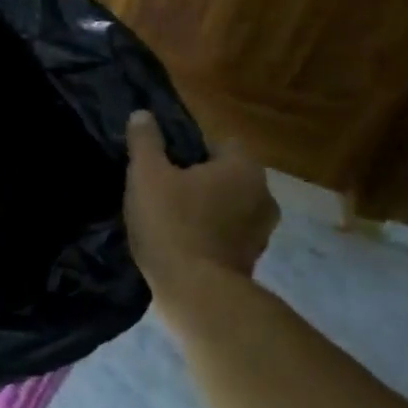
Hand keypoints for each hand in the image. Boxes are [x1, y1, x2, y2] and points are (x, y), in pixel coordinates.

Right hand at [124, 111, 277, 286]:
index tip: (166, 163)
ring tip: (172, 219)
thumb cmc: (172, 224)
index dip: (192, 149)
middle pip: (228, 175)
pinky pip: (229, 235)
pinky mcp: (252, 260)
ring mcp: (262, 231)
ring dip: (208, 209)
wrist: (196, 292)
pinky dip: (211, 235)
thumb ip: (145, 141)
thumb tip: (143, 114)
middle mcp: (264, 195)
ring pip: (230, 207)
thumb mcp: (146, 175)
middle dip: (201, 180)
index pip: (222, 142)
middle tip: (165, 190)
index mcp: (244, 168)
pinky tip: (182, 243)